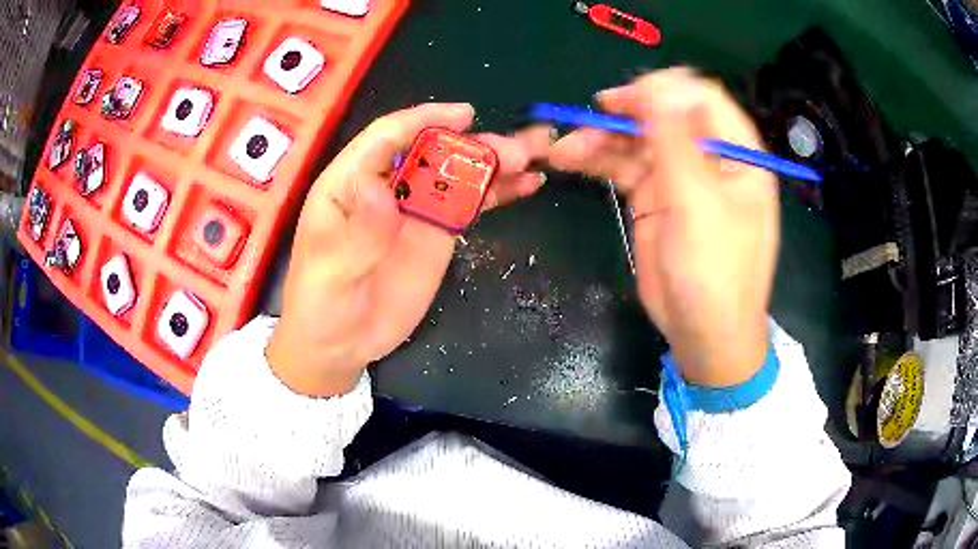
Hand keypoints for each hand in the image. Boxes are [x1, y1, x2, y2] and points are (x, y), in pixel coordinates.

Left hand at [267, 103, 550, 396]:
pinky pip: (470, 204)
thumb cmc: (320, 302)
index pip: (387, 137)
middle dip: (472, 145)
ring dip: (494, 163)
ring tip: (532, 159)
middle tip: (515, 150)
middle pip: (432, 151)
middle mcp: (387, 186)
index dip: (425, 120)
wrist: (340, 343)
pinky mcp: (437, 233)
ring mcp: (416, 209)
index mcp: (349, 182)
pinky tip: (528, 183)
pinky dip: (498, 191)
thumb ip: (357, 231)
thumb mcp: (329, 268)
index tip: (465, 116)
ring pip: (457, 174)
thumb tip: (380, 187)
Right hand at [549, 69, 779, 386]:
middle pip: (665, 115)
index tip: (627, 98)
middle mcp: (709, 158)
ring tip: (565, 148)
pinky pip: (624, 168)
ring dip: (603, 138)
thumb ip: (677, 140)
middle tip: (592, 115)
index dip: (665, 90)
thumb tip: (662, 83)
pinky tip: (569, 158)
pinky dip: (598, 161)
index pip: (702, 99)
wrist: (703, 334)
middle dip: (627, 113)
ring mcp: (680, 177)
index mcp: (736, 154)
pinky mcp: (655, 198)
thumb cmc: (715, 272)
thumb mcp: (698, 203)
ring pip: (639, 141)